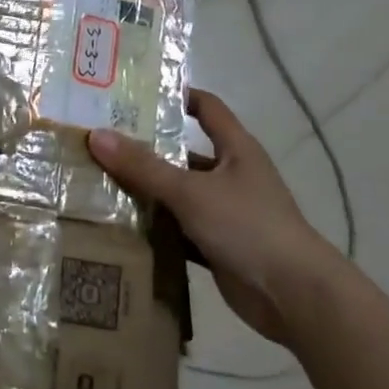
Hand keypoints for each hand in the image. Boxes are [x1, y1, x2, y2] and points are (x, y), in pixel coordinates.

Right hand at [88, 89, 340, 345]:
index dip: (178, 96)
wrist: (293, 294)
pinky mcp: (217, 245)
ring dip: (147, 192)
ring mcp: (225, 212)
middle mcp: (231, 176)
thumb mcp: (190, 191)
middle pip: (183, 154)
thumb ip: (143, 166)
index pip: (208, 108)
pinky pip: (178, 230)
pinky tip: (120, 227)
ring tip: (99, 183)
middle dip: (146, 150)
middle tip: (101, 143)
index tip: (138, 94)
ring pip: (178, 194)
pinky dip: (155, 229)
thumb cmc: (247, 226)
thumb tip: (96, 135)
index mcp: (236, 150)